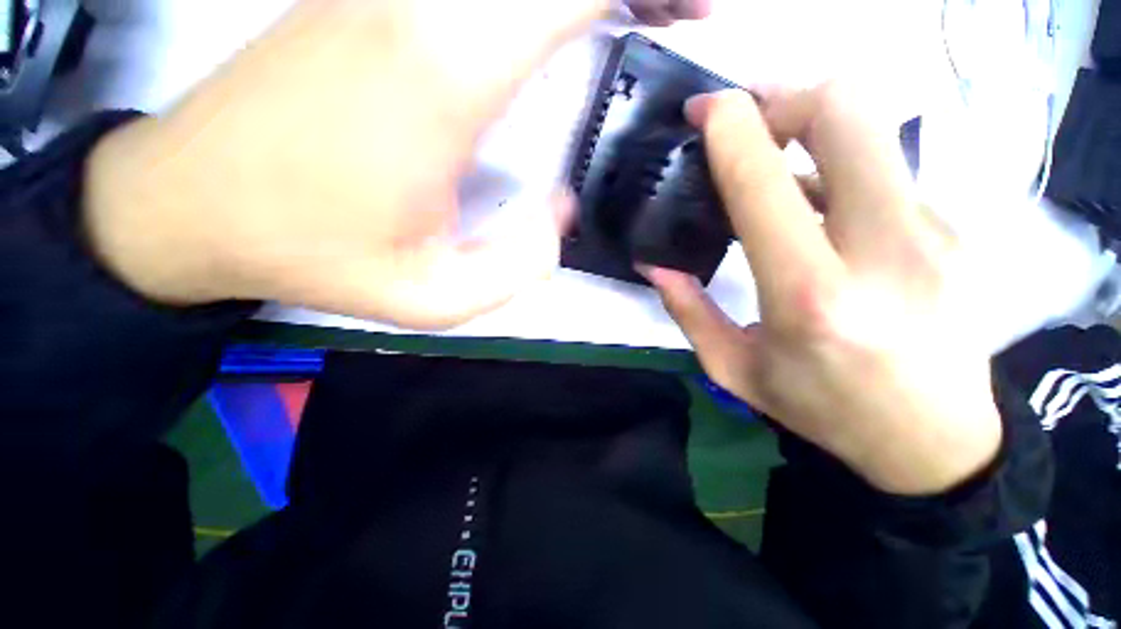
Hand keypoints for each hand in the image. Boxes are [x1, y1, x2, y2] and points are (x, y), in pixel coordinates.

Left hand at [83, 0, 709, 329]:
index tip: (683, 12)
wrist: (194, 203)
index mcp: (444, 71)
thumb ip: (519, 266)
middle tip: (675, 13)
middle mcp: (419, 5)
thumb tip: (558, 213)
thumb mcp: (433, 297)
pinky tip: (554, 21)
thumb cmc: (312, 254)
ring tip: (634, 13)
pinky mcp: (366, 0)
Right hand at [643, 85, 1001, 495]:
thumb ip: (688, 311)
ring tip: (774, 167)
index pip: (763, 181)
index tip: (703, 110)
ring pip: (871, 130)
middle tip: (749, 122)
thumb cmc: (824, 410)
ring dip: (812, 130)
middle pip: (846, 110)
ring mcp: (933, 231)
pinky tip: (820, 210)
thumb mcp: (735, 370)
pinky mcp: (954, 230)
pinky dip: (839, 173)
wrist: (935, 441)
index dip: (729, 126)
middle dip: (786, 96)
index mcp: (808, 294)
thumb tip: (654, 265)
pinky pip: (885, 172)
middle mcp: (882, 249)